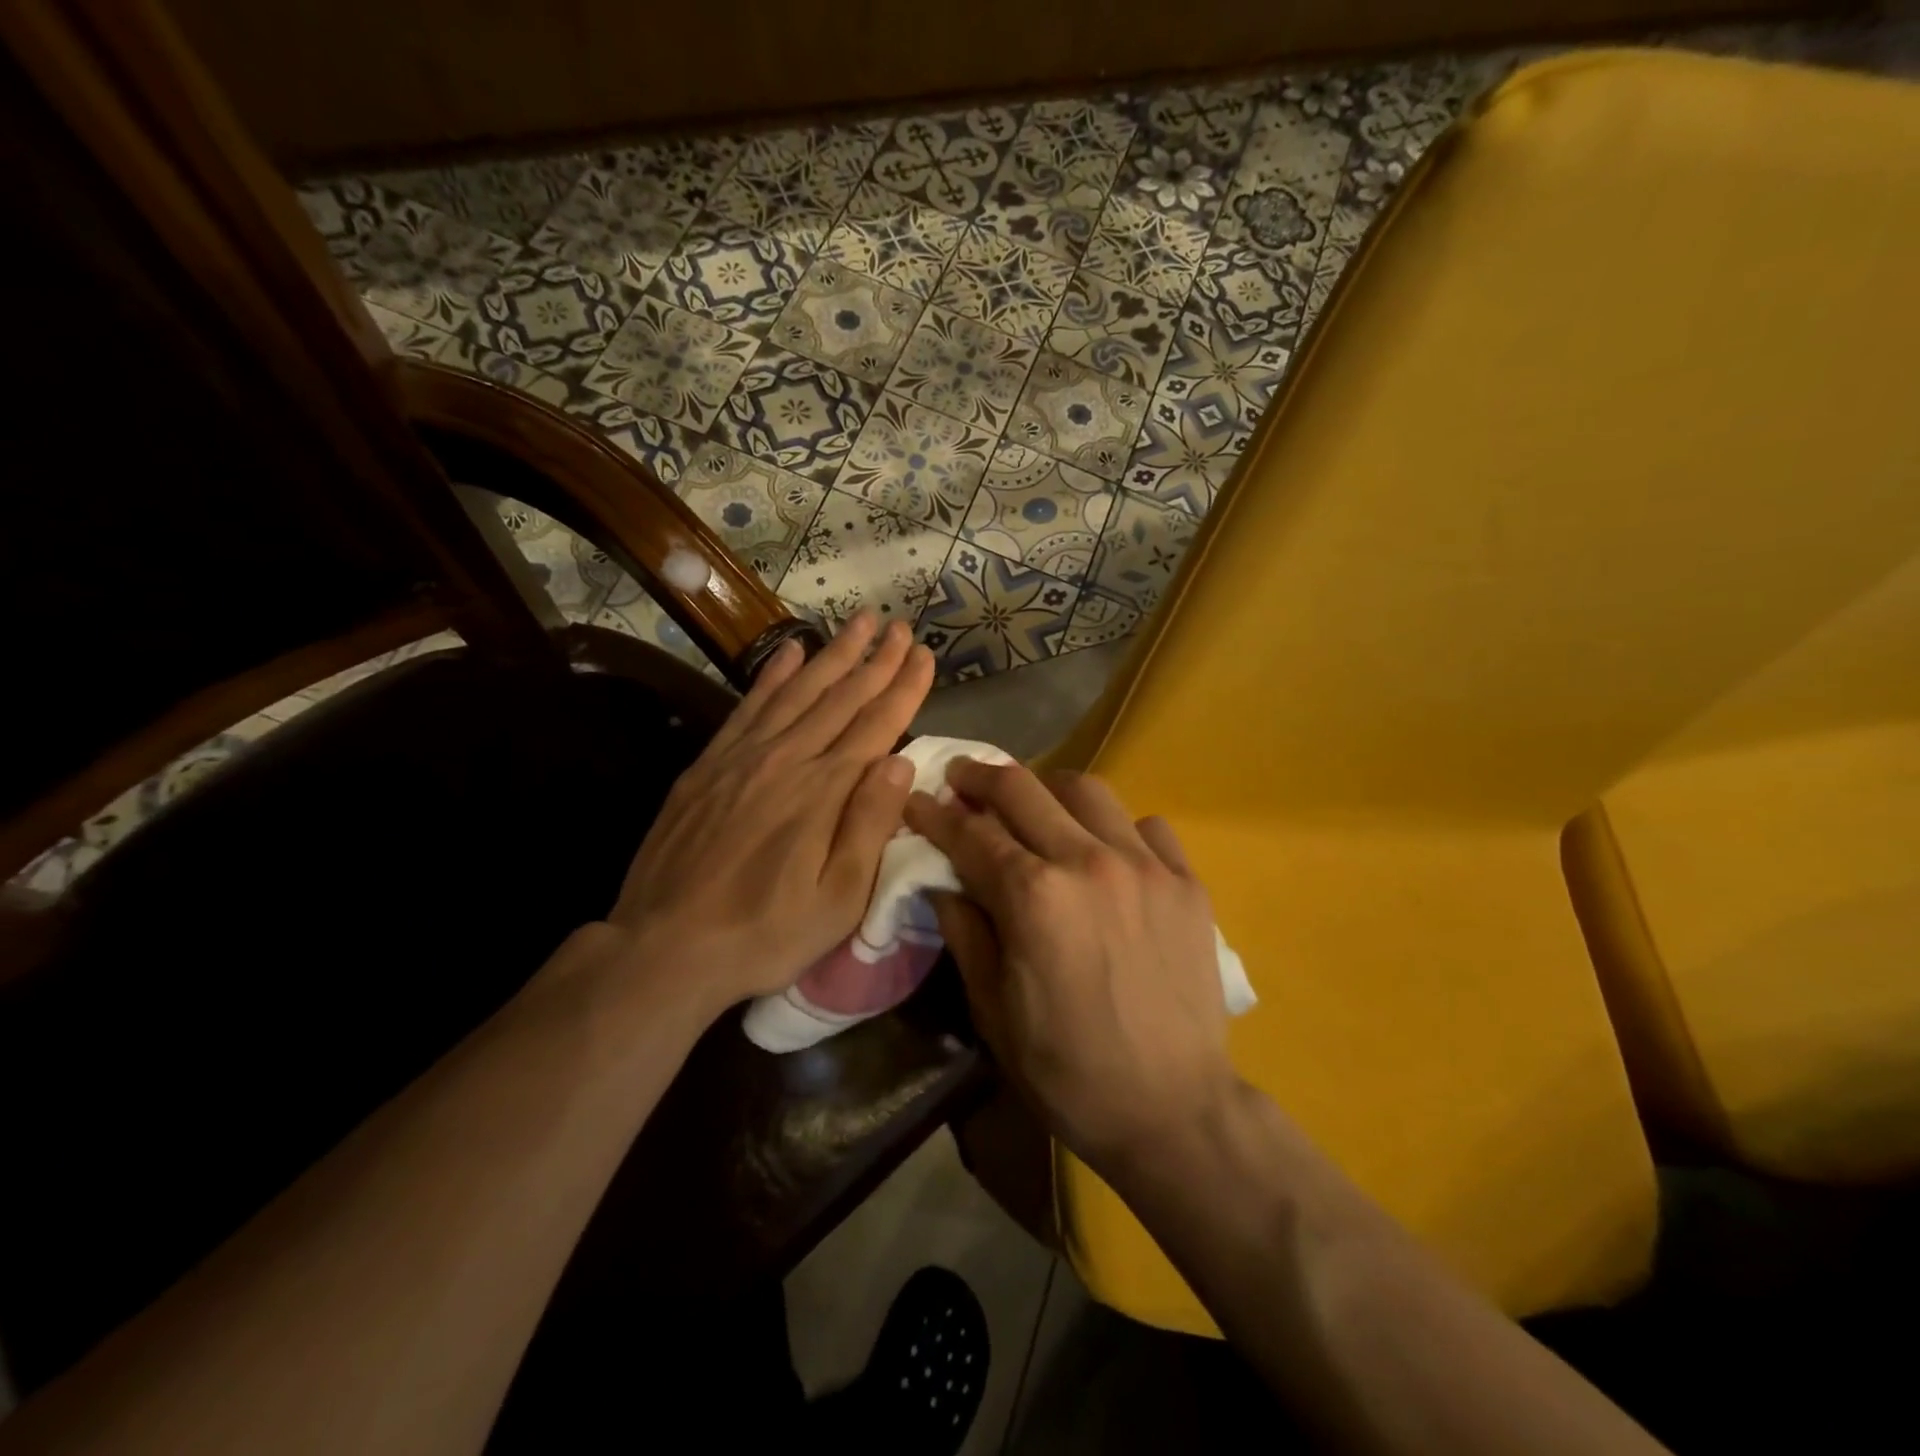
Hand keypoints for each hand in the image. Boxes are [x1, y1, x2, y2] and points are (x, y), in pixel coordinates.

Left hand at [607, 612, 932, 1022]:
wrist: (664, 946)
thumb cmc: (765, 933)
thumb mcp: (838, 899)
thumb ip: (870, 825)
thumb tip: (902, 762)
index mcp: (825, 791)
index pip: (877, 724)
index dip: (905, 687)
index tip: (926, 655)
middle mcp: (787, 759)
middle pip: (841, 698)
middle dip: (876, 659)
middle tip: (900, 626)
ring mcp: (743, 757)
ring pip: (798, 691)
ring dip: (832, 654)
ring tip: (859, 622)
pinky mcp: (709, 765)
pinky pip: (749, 706)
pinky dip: (773, 675)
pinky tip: (789, 651)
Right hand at [904, 761, 1234, 1174]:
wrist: (1173, 1110)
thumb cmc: (1068, 1070)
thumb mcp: (994, 1009)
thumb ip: (966, 933)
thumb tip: (944, 883)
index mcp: (1033, 896)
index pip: (971, 834)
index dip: (935, 814)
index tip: (917, 800)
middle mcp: (1088, 862)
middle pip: (1023, 789)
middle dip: (981, 777)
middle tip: (963, 778)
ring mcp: (1145, 866)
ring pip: (1088, 790)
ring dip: (1049, 791)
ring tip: (1036, 808)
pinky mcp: (1187, 882)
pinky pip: (1148, 826)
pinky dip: (1117, 828)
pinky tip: (1108, 852)